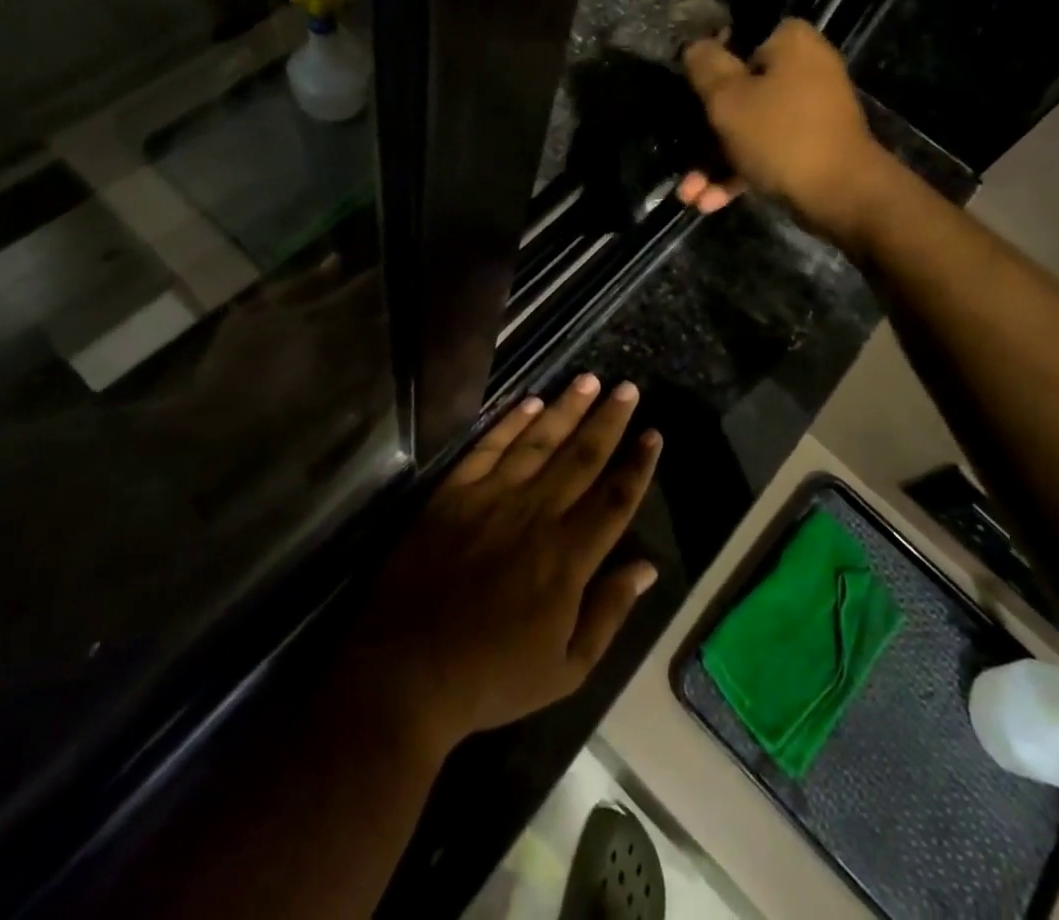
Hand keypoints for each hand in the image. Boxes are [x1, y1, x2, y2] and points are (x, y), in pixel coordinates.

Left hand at [348, 374, 661, 756]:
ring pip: (539, 442)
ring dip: (567, 408)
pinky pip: (489, 447)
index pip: (615, 499)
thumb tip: (648, 567)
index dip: (637, 465)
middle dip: (609, 421)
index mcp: (568, 557)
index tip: (653, 434)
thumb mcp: (566, 669)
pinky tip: (531, 402)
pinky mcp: (454, 493)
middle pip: (582, 458)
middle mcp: (536, 515)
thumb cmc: (491, 677)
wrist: (405, 672)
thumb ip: (610, 613)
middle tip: (628, 388)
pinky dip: (512, 422)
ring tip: (589, 380)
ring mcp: (492, 498)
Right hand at [678, 19, 885, 241]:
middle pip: (740, 91)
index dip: (707, 66)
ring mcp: (810, 111)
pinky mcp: (810, 147)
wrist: (842, 196)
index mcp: (791, 43)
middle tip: (681, 156)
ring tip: (689, 195)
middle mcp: (805, 69)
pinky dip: (739, 175)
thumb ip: (706, 67)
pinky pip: (766, 152)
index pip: (739, 40)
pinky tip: (709, 202)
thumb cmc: (780, 136)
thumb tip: (695, 46)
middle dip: (705, 133)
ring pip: (749, 129)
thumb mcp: (728, 99)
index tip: (687, 92)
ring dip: (715, 163)